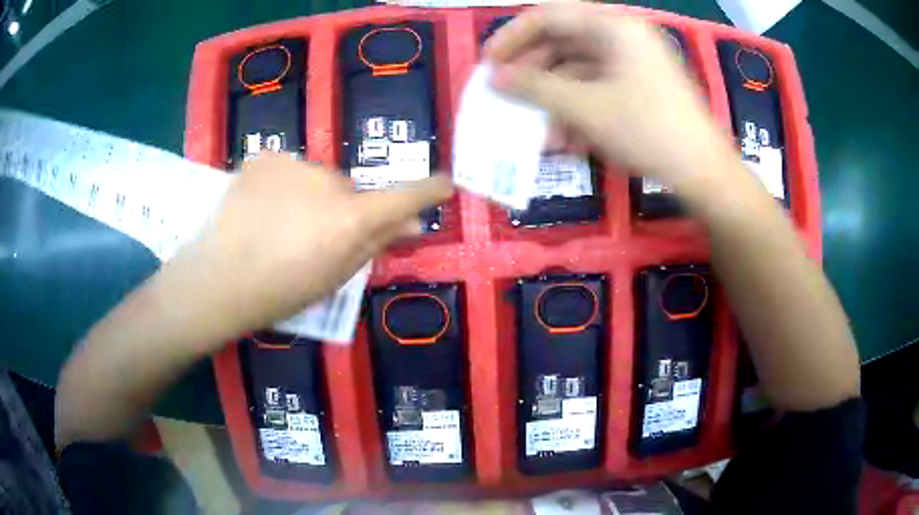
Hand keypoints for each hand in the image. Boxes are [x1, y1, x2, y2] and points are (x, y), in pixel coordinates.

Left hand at [169, 153, 452, 333]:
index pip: (404, 197)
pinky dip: (280, 185)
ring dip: (308, 196)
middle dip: (342, 208)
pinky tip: (260, 208)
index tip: (443, 185)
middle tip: (313, 237)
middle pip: (349, 190)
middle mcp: (329, 181)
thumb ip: (374, 245)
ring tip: (278, 225)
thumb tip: (410, 225)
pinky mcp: (264, 158)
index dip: (428, 190)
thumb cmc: (280, 291)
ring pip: (315, 179)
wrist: (218, 280)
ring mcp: (294, 164)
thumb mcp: (334, 277)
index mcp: (351, 218)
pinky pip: (285, 169)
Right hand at [485, 2, 733, 183]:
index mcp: (614, 27)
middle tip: (507, 96)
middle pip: (564, 42)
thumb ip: (536, 87)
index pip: (549, 16)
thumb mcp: (586, 108)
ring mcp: (634, 63)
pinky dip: (579, 110)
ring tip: (537, 130)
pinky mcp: (641, 88)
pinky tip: (567, 140)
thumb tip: (495, 78)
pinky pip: (599, 89)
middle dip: (533, 73)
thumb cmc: (648, 131)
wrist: (704, 174)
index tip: (488, 63)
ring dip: (555, 99)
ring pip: (580, 70)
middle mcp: (623, 37)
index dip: (513, 37)